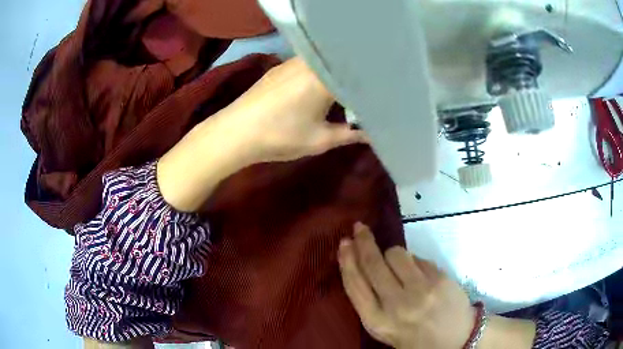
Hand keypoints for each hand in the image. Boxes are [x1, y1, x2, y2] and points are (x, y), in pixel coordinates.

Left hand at [157, 58, 365, 211]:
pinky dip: (319, 73)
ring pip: (324, 63)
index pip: (357, 73)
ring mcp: (292, 62)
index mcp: (325, 78)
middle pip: (340, 64)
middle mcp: (310, 63)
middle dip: (355, 77)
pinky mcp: (279, 67)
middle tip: (367, 91)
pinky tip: (319, 86)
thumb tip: (371, 134)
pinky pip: (308, 65)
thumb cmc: (280, 136)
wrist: (235, 132)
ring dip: (335, 74)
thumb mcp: (320, 139)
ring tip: (345, 89)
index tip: (381, 91)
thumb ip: (350, 134)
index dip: (371, 82)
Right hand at [338, 223, 474, 348]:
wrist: (458, 339)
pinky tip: (418, 273)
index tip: (344, 244)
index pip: (355, 285)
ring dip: (391, 254)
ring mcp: (421, 289)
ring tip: (397, 264)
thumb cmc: (417, 338)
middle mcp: (397, 304)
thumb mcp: (387, 329)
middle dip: (364, 242)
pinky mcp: (439, 278)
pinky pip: (418, 258)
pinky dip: (413, 261)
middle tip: (359, 228)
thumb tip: (365, 266)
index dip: (347, 261)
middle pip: (373, 264)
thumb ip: (373, 303)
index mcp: (378, 322)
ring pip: (396, 254)